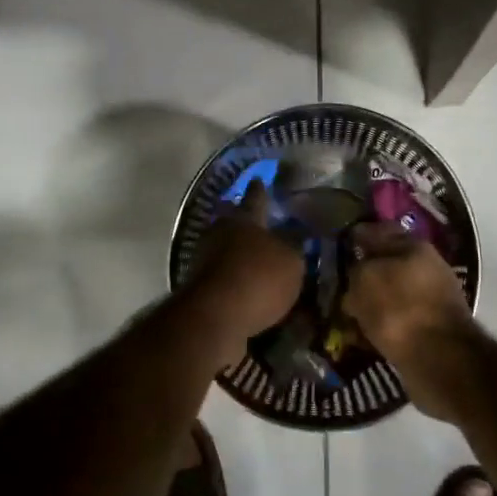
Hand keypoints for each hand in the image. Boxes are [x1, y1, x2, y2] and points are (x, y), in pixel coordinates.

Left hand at [184, 181, 304, 339]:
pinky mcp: (200, 285)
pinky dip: (234, 277)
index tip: (259, 178)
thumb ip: (295, 245)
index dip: (261, 189)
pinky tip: (248, 286)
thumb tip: (297, 232)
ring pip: (226, 248)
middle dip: (247, 222)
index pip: (256, 197)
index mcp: (244, 218)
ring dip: (240, 252)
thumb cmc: (258, 278)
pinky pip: (223, 274)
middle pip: (234, 221)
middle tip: (262, 223)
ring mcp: (205, 258)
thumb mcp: (291, 261)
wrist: (215, 316)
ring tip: (259, 259)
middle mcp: (221, 232)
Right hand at [344, 222, 476, 415]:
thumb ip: (356, 269)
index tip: (335, 245)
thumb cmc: (400, 309)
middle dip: (363, 272)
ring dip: (370, 300)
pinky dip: (379, 324)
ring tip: (345, 310)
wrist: (440, 361)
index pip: (378, 231)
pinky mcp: (429, 329)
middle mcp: (426, 268)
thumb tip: (355, 274)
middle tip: (335, 281)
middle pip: (386, 264)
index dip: (355, 236)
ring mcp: (430, 299)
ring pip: (390, 293)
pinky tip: (361, 332)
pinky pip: (395, 320)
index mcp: (414, 246)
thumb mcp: (365, 279)